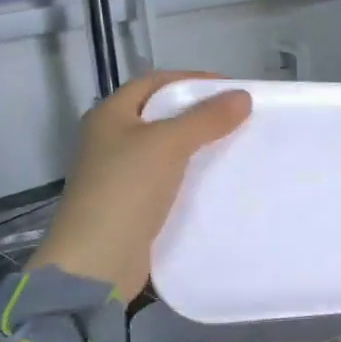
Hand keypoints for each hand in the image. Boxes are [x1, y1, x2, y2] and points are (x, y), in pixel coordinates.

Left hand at [32, 71, 251, 295]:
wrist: (97, 261)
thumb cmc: (126, 190)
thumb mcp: (167, 144)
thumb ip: (205, 119)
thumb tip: (243, 96)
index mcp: (110, 115)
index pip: (155, 83)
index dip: (193, 80)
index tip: (232, 89)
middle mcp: (111, 140)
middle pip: (161, 115)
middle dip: (200, 113)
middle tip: (239, 118)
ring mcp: (121, 174)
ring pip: (167, 149)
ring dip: (198, 146)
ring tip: (235, 146)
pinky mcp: (134, 205)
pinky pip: (168, 179)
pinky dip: (192, 175)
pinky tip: (217, 180)